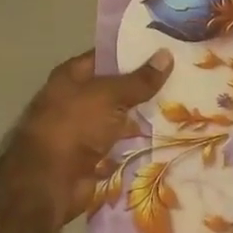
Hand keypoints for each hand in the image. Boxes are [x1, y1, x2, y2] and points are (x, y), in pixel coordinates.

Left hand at [0, 48, 173, 232]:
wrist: (48, 182)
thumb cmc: (74, 126)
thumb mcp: (110, 96)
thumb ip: (140, 80)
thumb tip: (167, 54)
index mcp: (72, 77)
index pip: (108, 57)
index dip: (135, 53)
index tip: (166, 50)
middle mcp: (77, 100)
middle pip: (117, 89)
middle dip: (145, 88)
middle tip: (184, 80)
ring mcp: (85, 130)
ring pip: (121, 119)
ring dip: (144, 119)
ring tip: (184, 110)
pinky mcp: (94, 157)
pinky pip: (121, 146)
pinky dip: (138, 146)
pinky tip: (168, 139)